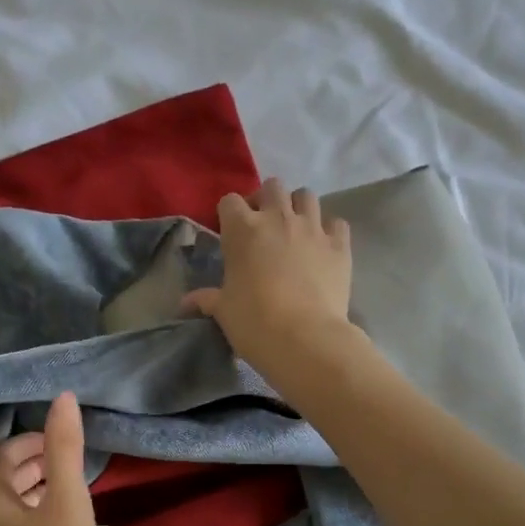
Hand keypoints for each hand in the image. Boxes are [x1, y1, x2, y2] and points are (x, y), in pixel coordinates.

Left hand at [0, 392, 102, 525]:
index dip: (25, 442)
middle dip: (30, 462)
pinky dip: (36, 513)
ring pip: (9, 507)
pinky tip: (63, 523)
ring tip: (67, 484)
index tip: (57, 440)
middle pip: (0, 482)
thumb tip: (62, 398)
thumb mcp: (69, 503)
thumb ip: (65, 449)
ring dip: (34, 487)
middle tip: (65, 458)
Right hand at [183, 178, 354, 373]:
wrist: (305, 338)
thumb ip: (206, 299)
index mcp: (243, 229)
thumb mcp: (223, 311)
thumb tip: (184, 303)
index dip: (229, 214)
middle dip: (266, 200)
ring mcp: (312, 228)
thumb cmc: (254, 322)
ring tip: (295, 230)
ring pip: (306, 195)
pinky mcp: (339, 245)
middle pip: (272, 186)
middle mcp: (278, 218)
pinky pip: (337, 223)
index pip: (230, 201)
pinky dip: (330, 230)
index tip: (231, 233)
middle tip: (264, 226)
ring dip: (298, 207)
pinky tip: (324, 247)